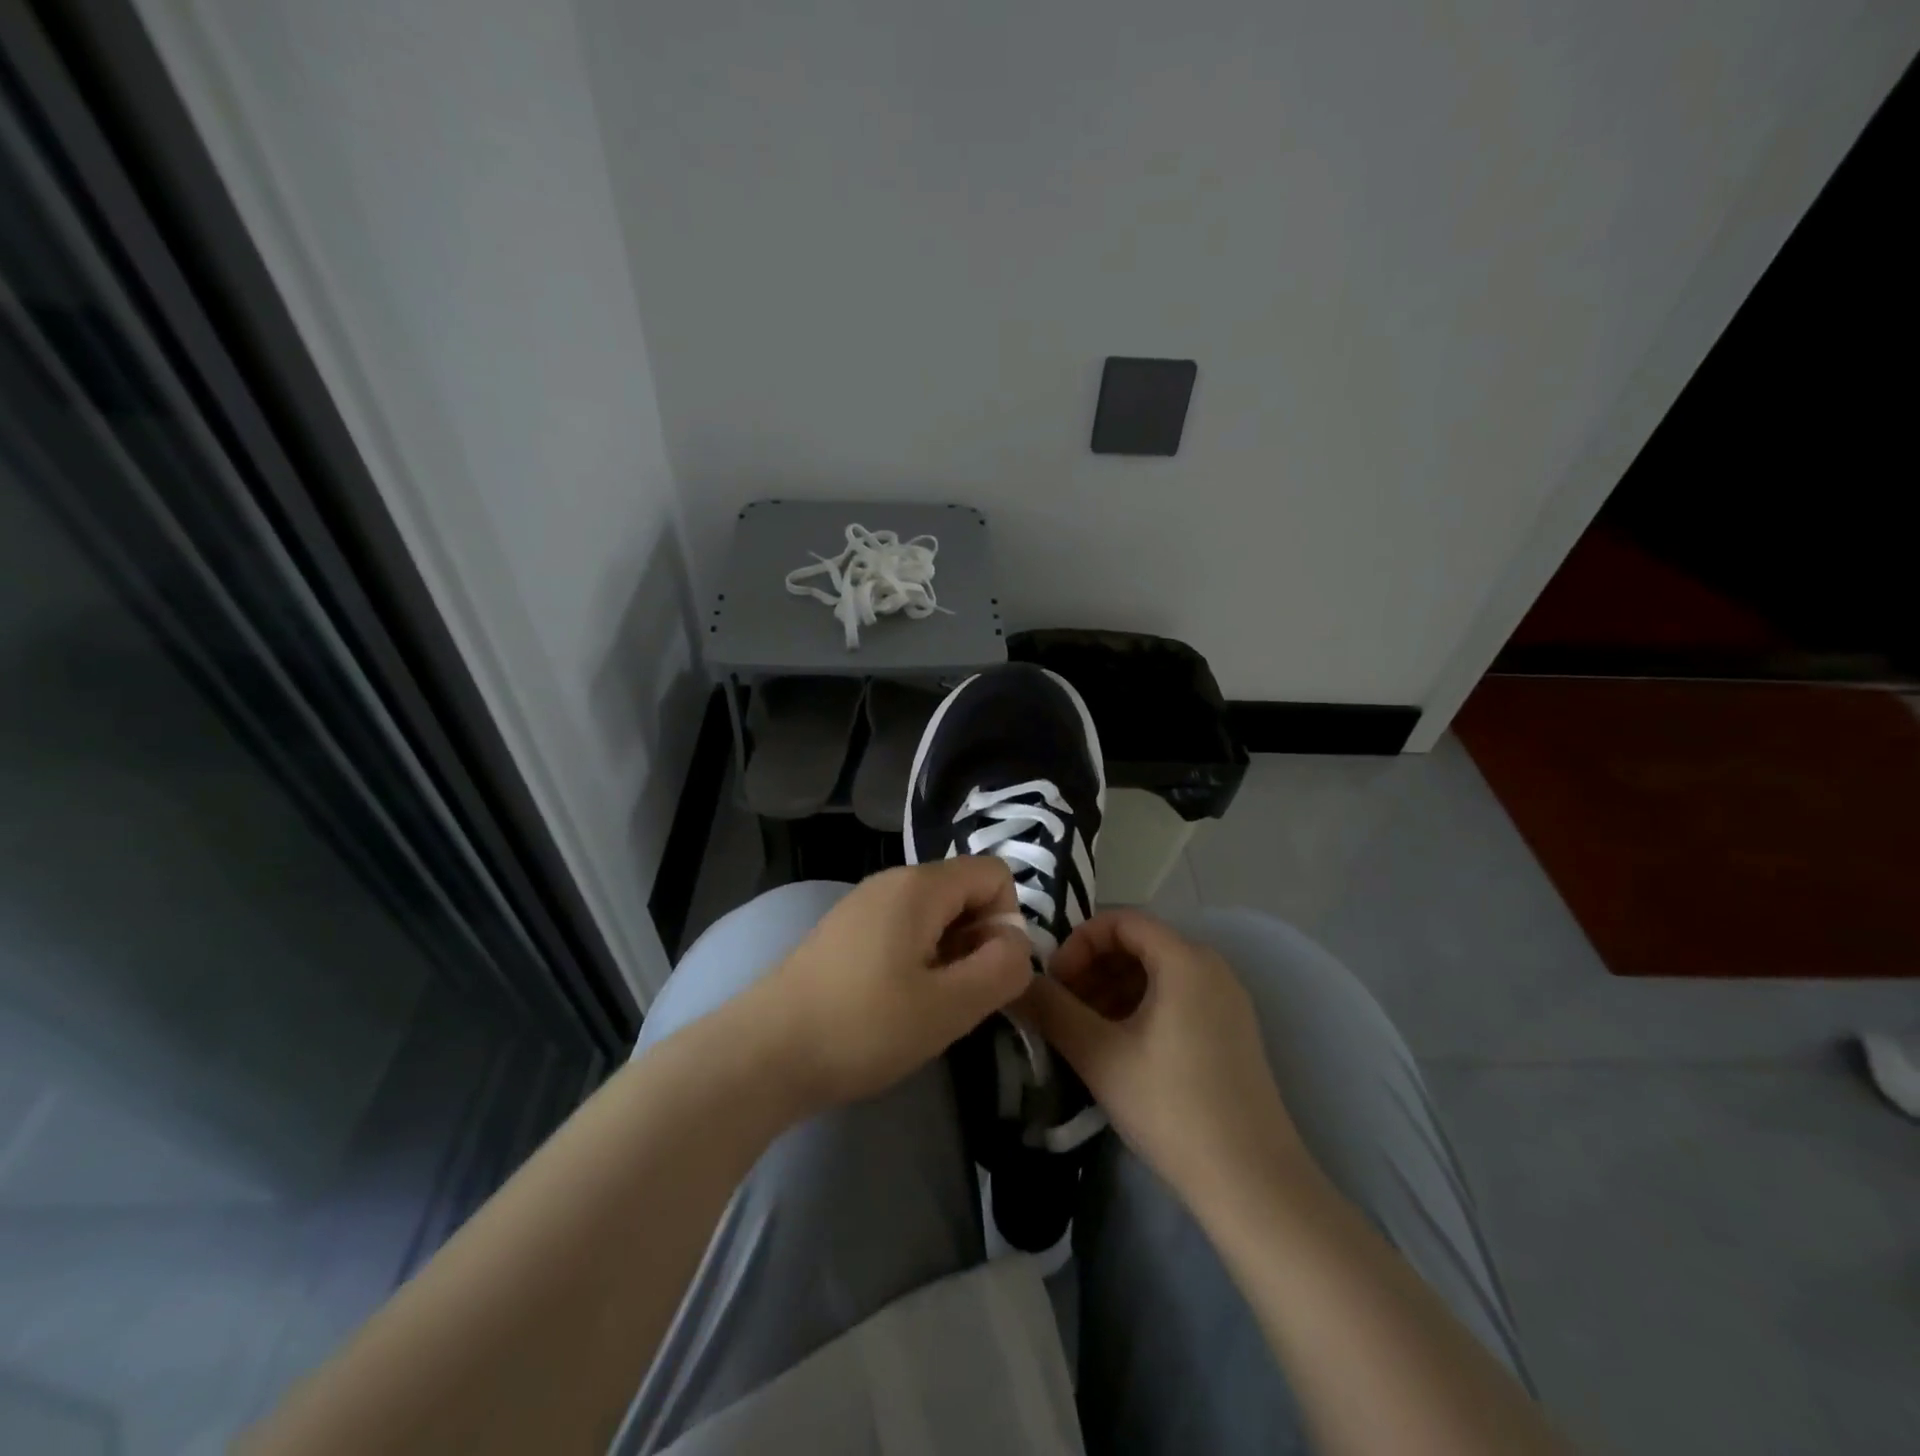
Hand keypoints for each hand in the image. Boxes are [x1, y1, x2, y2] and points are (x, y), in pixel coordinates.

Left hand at [748, 859, 1031, 1111]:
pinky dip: (915, 960)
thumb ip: (1001, 969)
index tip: (986, 973)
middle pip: (963, 892)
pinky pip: (901, 930)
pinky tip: (892, 1005)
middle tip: (958, 997)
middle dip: (977, 940)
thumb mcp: (949, 1006)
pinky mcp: (842, 932)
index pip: (994, 874)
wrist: (764, 1052)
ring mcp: (861, 905)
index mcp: (920, 886)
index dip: (1006, 921)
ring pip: (932, 915)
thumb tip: (1016, 943)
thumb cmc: (863, 1026)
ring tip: (925, 1006)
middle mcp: (891, 881)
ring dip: (946, 955)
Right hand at [1018, 910, 1305, 1208]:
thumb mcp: (1100, 1056)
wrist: (1253, 1185)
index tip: (1053, 982)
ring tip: (1082, 1030)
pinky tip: (1116, 1046)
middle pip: (1138, 944)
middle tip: (1061, 1007)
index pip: (1120, 920)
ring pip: (1155, 974)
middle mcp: (1211, 967)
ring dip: (1111, 990)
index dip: (1078, 943)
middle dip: (1091, 968)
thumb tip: (1016, 983)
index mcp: (1185, 959)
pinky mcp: (1231, 1032)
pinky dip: (1138, 1009)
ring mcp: (1226, 1001)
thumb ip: (1052, 1010)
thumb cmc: (1172, 1107)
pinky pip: (1175, 998)